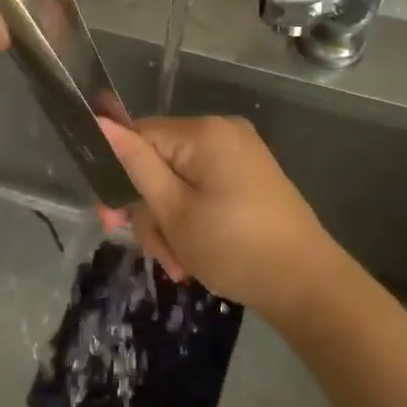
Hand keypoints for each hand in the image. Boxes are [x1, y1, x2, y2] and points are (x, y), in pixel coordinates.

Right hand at [99, 115, 339, 322]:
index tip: (111, 221)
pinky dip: (193, 219)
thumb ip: (134, 164)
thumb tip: (99, 122)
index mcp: (203, 132)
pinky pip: (203, 188)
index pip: (138, 136)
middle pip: (158, 162)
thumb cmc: (234, 248)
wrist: (307, 284)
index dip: (117, 176)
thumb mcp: (173, 211)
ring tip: (180, 265)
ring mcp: (240, 153)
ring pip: (179, 181)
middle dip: (151, 211)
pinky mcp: (250, 176)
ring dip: (170, 224)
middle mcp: (222, 131)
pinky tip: (195, 255)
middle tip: (158, 254)